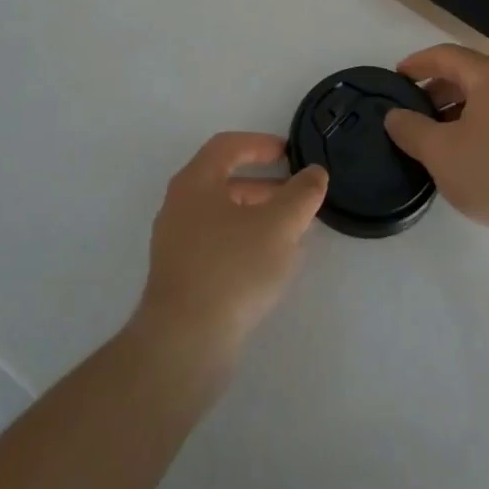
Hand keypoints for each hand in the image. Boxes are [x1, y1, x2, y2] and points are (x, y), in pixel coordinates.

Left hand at [133, 133, 327, 366]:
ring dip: (256, 216)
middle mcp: (178, 206)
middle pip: (223, 181)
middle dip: (263, 185)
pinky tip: (267, 266)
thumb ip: (301, 194)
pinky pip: (215, 245)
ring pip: (221, 215)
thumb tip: (314, 173)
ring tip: (290, 234)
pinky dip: (242, 242)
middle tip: (296, 197)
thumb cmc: (232, 269)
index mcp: (195, 182)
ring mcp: (174, 243)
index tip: (288, 154)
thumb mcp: (279, 226)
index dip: (260, 144)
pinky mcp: (179, 276)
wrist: (183, 343)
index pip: (227, 146)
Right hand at [384, 45, 488, 244]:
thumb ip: (411, 129)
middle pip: (470, 74)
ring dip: (460, 110)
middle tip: (414, 110)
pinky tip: (472, 155)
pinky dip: (482, 125)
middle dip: (438, 89)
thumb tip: (394, 115)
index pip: (446, 55)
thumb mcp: (441, 153)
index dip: (418, 63)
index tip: (396, 76)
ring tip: (439, 136)